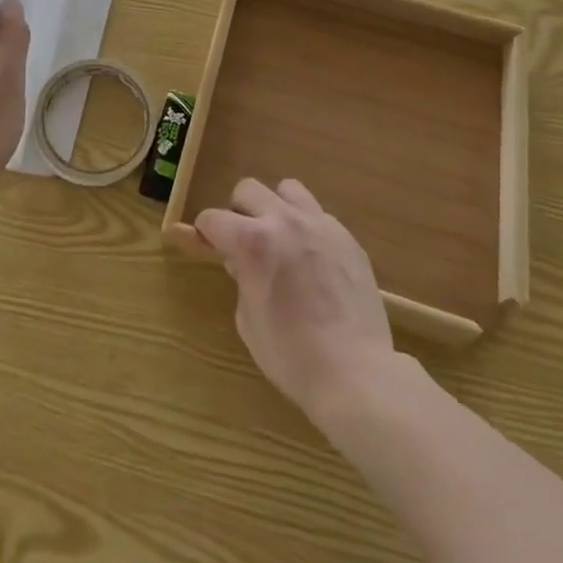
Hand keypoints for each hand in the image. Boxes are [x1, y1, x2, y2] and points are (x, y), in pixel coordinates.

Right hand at [195, 178, 395, 421]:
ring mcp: (318, 224)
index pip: (213, 218)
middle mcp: (283, 220)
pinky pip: (319, 216)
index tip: (209, 245)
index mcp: (252, 242)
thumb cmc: (293, 357)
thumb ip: (241, 279)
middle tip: (245, 241)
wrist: (356, 374)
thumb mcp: (248, 322)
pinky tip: (315, 261)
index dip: (206, 232)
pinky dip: (308, 230)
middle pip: (248, 188)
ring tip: (283, 239)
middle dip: (239, 211)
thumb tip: (243, 262)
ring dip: (277, 208)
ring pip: (288, 189)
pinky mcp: (346, 236)